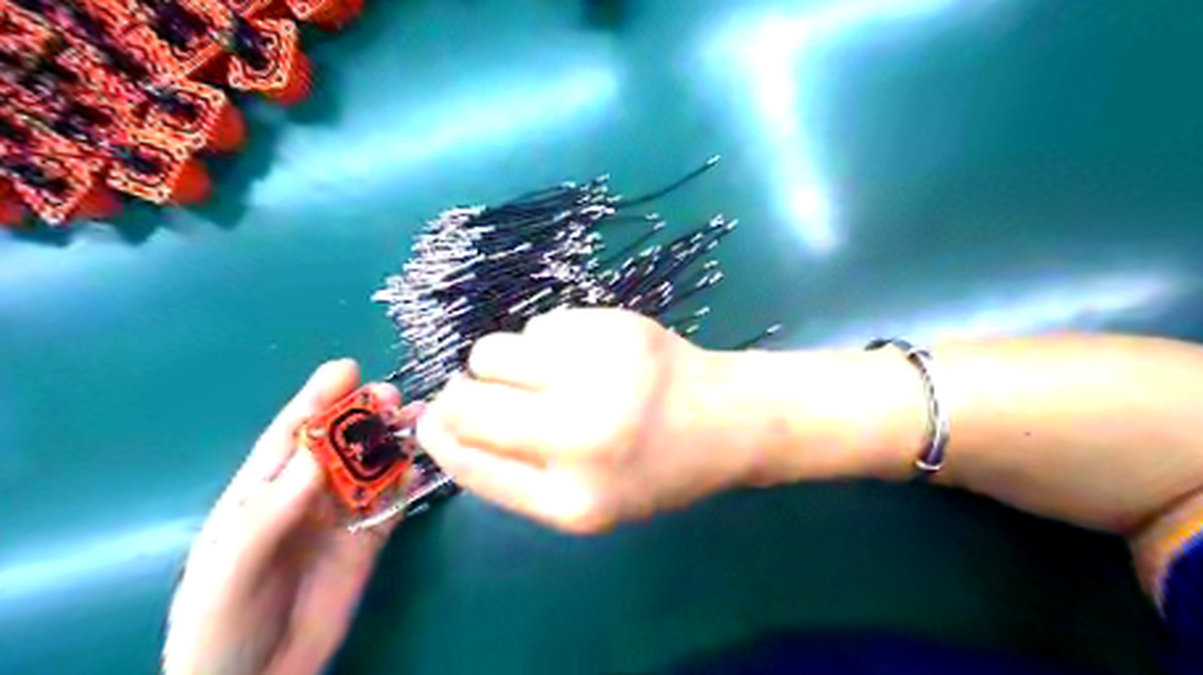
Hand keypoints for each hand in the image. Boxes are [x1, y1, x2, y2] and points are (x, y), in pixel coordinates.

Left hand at [164, 360, 413, 673]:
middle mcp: (307, 495)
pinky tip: (423, 468)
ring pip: (374, 467)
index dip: (317, 399)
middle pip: (341, 444)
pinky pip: (393, 503)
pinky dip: (409, 482)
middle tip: (394, 397)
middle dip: (366, 415)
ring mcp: (342, 516)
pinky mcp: (369, 540)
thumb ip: (272, 511)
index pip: (292, 435)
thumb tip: (316, 455)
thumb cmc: (220, 623)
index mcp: (263, 493)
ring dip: (396, 442)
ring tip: (421, 421)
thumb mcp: (232, 567)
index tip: (347, 369)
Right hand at [415, 310, 748, 535]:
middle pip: (468, 403)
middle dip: (462, 396)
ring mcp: (596, 373)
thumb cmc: (656, 468)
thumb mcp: (587, 500)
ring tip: (544, 374)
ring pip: (492, 352)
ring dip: (502, 364)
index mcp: (573, 500)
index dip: (441, 438)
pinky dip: (546, 342)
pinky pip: (539, 326)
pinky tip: (584, 356)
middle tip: (487, 393)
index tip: (433, 421)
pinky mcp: (611, 326)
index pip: (470, 462)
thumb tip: (442, 424)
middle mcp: (579, 436)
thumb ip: (515, 473)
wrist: (726, 419)